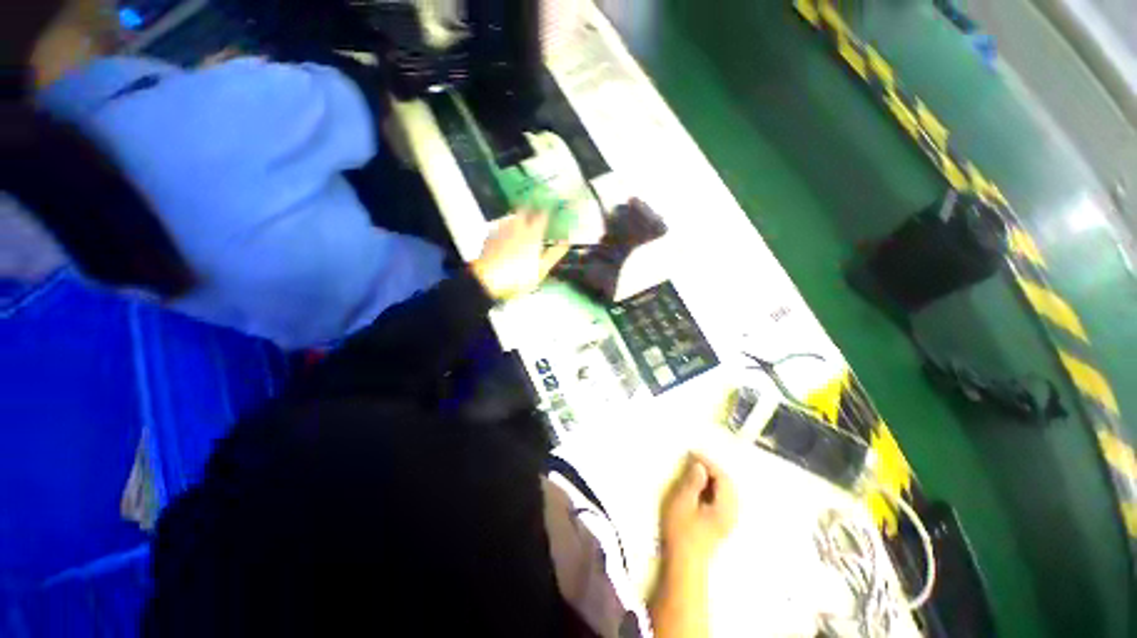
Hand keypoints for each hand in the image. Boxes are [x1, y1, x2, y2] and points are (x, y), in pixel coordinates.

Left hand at [471, 211, 569, 300]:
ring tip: (522, 221)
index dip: (548, 210)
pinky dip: (506, 225)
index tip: (552, 209)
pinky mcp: (490, 235)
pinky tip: (506, 233)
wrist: (488, 279)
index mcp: (533, 233)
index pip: (543, 214)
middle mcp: (517, 226)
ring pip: (512, 215)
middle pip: (525, 209)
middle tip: (535, 210)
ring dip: (518, 216)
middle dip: (531, 208)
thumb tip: (566, 241)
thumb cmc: (519, 276)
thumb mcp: (542, 268)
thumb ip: (555, 253)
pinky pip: (501, 224)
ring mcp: (502, 229)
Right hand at [659, 454, 737, 565]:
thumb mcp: (683, 502)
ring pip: (727, 492)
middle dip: (712, 469)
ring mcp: (728, 520)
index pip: (722, 478)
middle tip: (694, 459)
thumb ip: (692, 483)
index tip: (692, 454)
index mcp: (724, 508)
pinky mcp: (722, 524)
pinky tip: (701, 486)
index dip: (708, 463)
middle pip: (728, 484)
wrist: (684, 563)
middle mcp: (732, 513)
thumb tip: (700, 466)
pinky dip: (714, 487)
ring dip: (713, 478)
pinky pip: (723, 498)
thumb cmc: (681, 531)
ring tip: (696, 469)